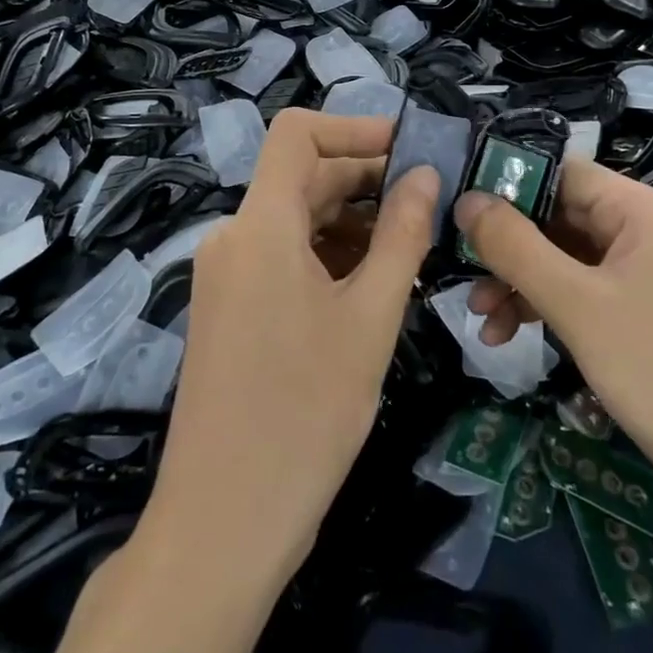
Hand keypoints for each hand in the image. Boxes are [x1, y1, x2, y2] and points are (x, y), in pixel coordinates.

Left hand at [148, 110, 439, 584]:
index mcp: (259, 225)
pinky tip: (370, 283)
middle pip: (301, 177)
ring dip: (350, 220)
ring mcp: (226, 275)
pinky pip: (281, 256)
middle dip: (365, 180)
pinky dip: (326, 254)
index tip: (410, 150)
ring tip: (409, 247)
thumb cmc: (306, 414)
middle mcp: (234, 237)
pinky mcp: (228, 308)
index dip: (354, 128)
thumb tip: (425, 175)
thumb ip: (401, 236)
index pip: (297, 133)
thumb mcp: (371, 318)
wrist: (223, 523)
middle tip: (429, 203)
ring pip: (294, 219)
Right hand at [454, 160, 652, 555]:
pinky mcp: (650, 314)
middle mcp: (648, 230)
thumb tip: (466, 199)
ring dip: (523, 284)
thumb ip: (515, 247)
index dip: (507, 187)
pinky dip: (551, 308)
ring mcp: (651, 274)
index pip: (560, 172)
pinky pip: (587, 292)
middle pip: (561, 217)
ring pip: (568, 259)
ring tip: (484, 322)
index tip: (458, 215)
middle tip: (464, 280)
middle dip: (509, 249)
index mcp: (642, 209)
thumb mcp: (577, 305)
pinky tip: (516, 337)